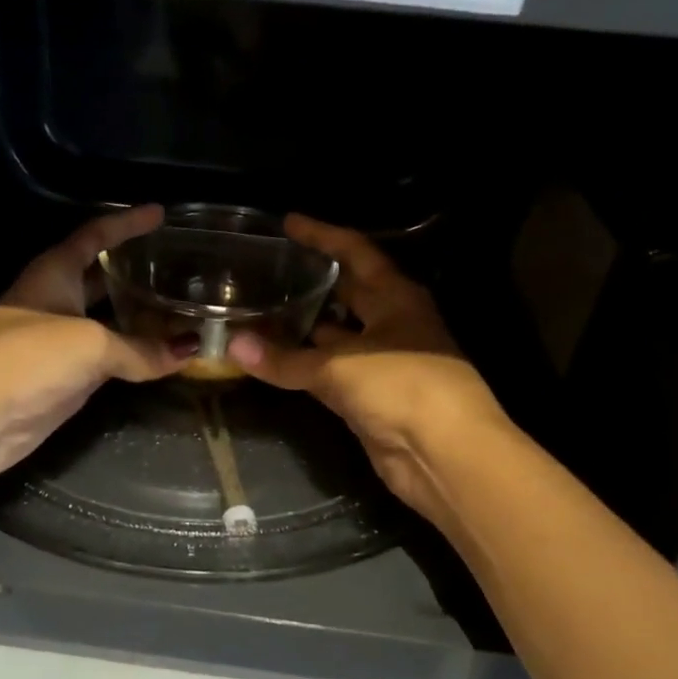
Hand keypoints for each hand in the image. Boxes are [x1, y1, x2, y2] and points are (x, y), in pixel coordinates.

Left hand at [0, 205, 189, 490]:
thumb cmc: (27, 358)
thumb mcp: (91, 344)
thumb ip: (141, 348)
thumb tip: (190, 351)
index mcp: (52, 273)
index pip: (94, 236)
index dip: (126, 223)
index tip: (160, 214)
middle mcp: (55, 301)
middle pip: (101, 278)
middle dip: (136, 270)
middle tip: (179, 265)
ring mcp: (58, 342)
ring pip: (107, 322)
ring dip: (140, 317)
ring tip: (181, 308)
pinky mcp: (63, 379)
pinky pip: (107, 359)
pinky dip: (134, 356)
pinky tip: (162, 356)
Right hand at [227, 215, 508, 520]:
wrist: (444, 454)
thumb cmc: (404, 388)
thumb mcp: (341, 366)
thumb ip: (286, 359)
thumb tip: (233, 346)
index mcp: (396, 298)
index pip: (356, 253)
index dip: (322, 236)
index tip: (288, 223)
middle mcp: (390, 323)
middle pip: (346, 292)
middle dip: (311, 281)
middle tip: (267, 269)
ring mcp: (381, 362)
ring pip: (335, 336)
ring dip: (303, 327)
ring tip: (259, 312)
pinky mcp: (369, 398)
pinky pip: (329, 373)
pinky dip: (303, 367)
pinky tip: (273, 360)